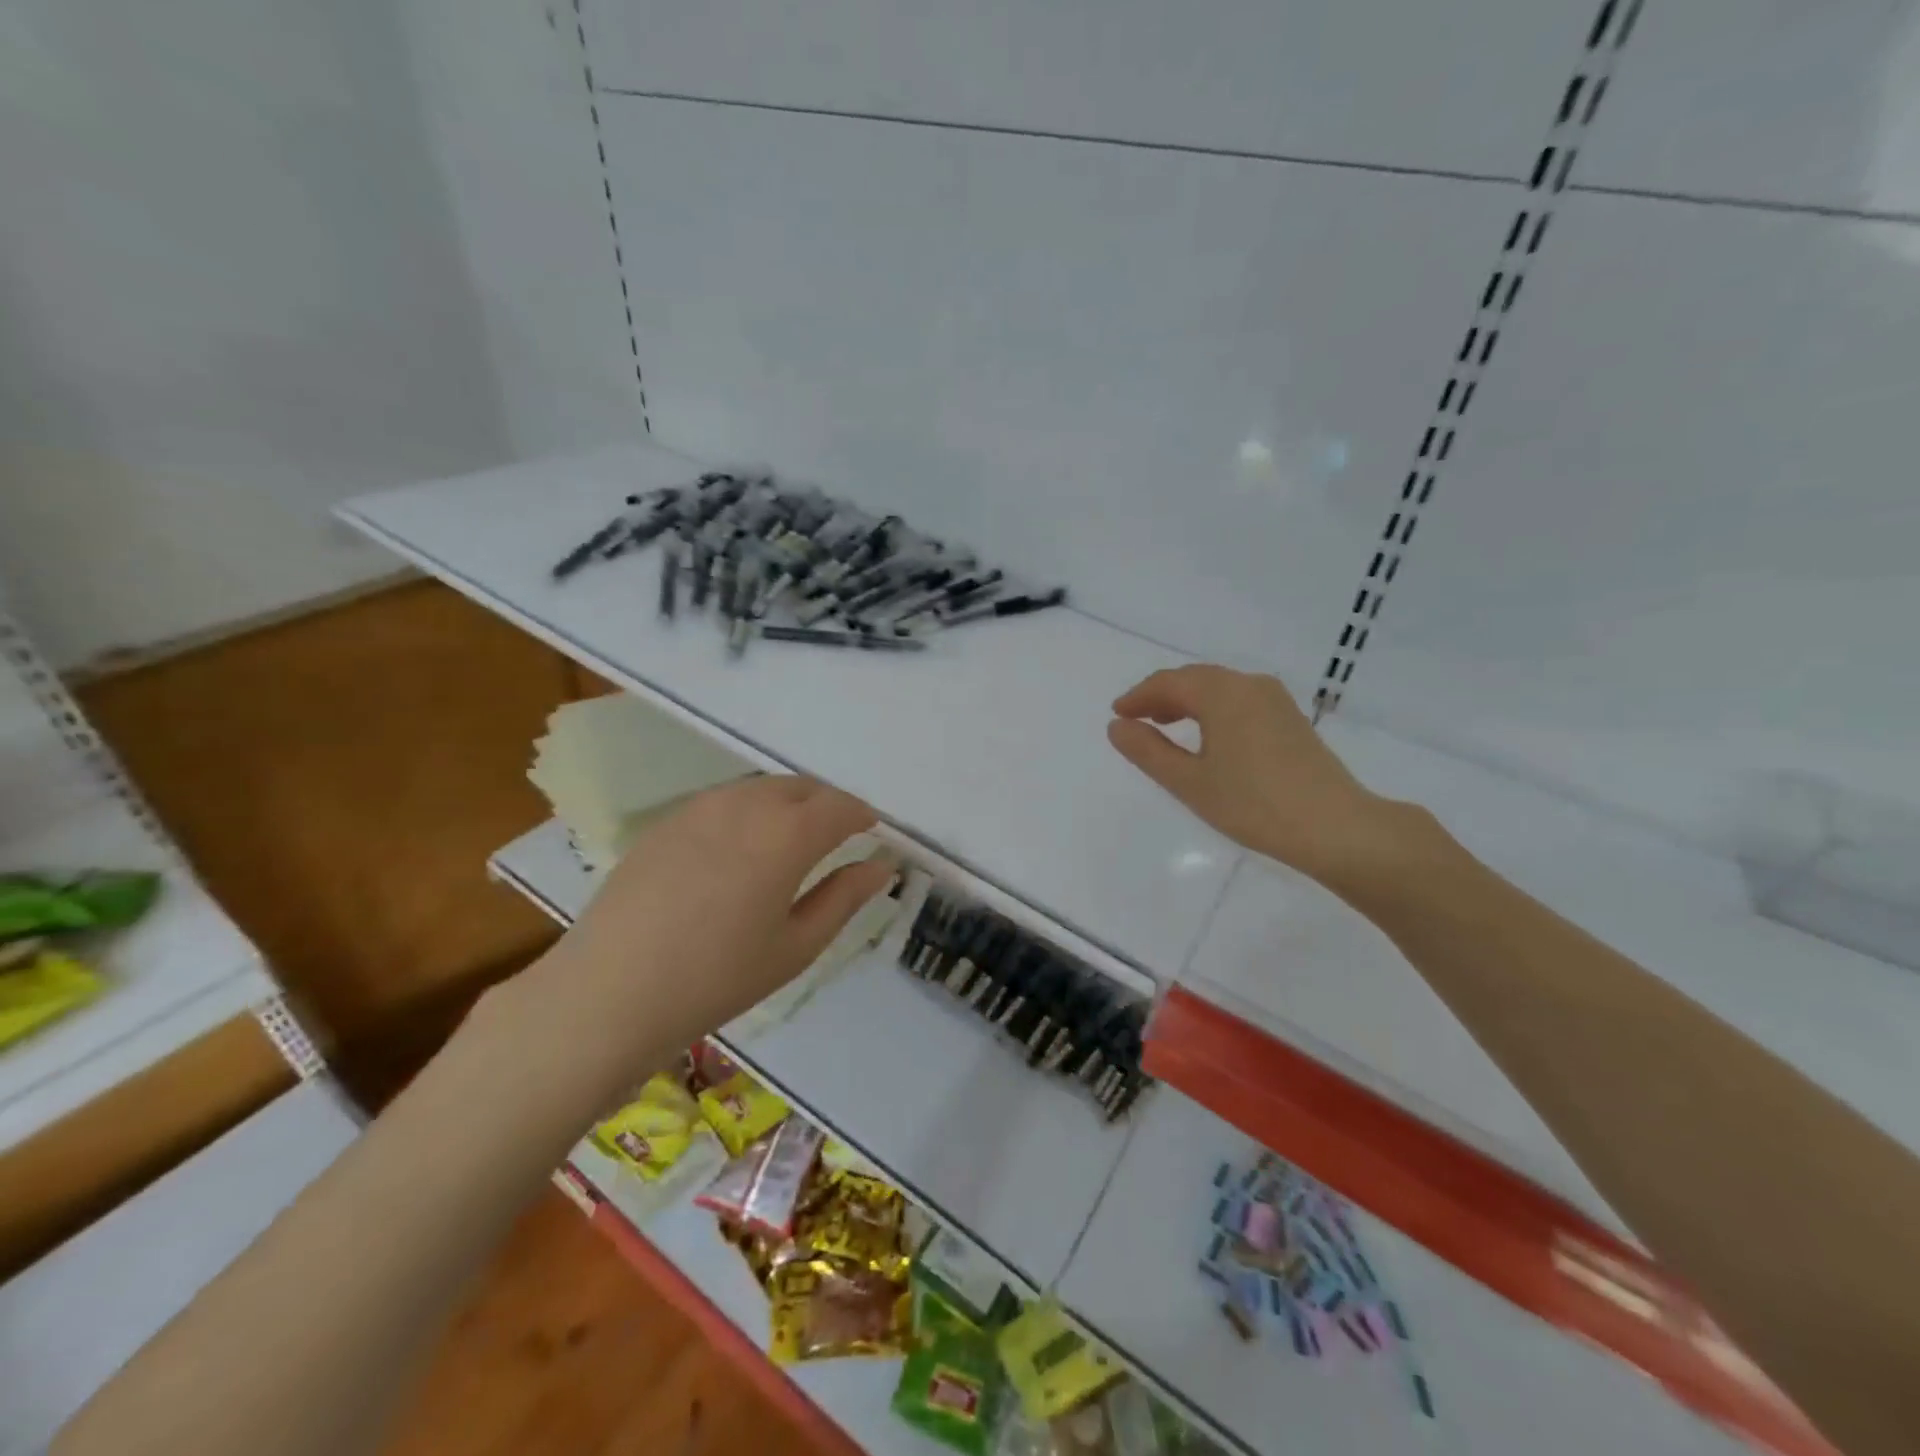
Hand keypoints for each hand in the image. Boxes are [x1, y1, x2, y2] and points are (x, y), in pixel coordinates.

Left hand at [524, 775, 894, 1068]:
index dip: (862, 815)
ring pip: (761, 789)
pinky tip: (740, 849)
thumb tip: (882, 864)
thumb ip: (845, 897)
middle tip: (836, 838)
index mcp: (787, 834)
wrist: (609, 992)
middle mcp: (747, 805)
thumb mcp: (796, 946)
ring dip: (788, 804)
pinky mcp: (667, 820)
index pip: (840, 807)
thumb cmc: (717, 978)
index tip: (872, 832)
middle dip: (827, 806)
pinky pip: (725, 800)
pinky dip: (749, 811)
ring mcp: (701, 808)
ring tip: (791, 841)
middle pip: (802, 788)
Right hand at [1107, 665, 1396, 885]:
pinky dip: (1213, 709)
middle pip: (1194, 679)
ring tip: (1165, 725)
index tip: (1117, 714)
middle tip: (1136, 719)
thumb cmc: (1253, 804)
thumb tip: (1117, 726)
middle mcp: (1249, 685)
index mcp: (1221, 693)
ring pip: (1219, 688)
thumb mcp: (1189, 782)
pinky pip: (1239, 700)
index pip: (1168, 683)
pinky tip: (1208, 736)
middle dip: (1161, 695)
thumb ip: (1148, 751)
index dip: (1138, 696)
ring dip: (1187, 701)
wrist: (1334, 827)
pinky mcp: (1290, 718)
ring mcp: (1275, 700)